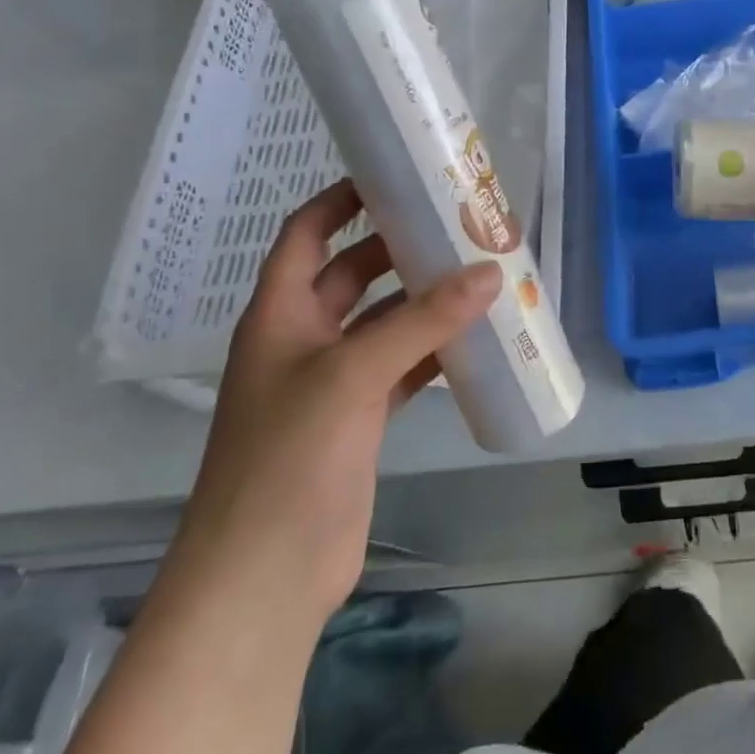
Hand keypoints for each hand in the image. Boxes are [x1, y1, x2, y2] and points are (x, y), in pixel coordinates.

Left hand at [164, 180, 499, 625]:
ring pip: (383, 321)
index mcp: (281, 314)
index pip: (307, 235)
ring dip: (423, 300)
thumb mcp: (353, 376)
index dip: (341, 200)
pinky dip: (434, 350)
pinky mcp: (360, 419)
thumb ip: (422, 322)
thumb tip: (490, 273)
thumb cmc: (289, 460)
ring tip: (479, 272)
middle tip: (456, 223)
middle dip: (398, 247)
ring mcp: (333, 381)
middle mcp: (304, 339)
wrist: (264, 579)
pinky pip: (403, 366)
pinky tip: (475, 339)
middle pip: (353, 273)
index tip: (392, 175)